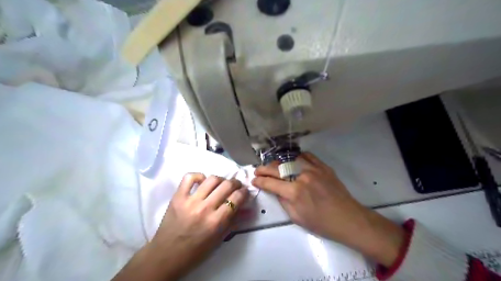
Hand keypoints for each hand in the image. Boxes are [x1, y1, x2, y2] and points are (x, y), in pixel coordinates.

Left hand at [112, 173, 246, 280]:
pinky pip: (189, 177)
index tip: (244, 192)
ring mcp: (190, 201)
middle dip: (235, 183)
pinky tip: (202, 182)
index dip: (244, 192)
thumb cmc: (196, 250)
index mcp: (216, 222)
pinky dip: (199, 176)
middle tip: (235, 186)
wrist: (166, 255)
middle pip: (226, 185)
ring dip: (221, 179)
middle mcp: (205, 208)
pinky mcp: (177, 196)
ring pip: (212, 179)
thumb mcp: (219, 239)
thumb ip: (234, 221)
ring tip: (220, 184)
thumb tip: (249, 209)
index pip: (237, 198)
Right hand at [253, 153, 404, 265]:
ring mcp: (313, 169)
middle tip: (258, 171)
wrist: (348, 218)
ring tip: (273, 166)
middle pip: (277, 168)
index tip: (254, 180)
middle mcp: (302, 177)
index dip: (260, 181)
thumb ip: (283, 201)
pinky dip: (297, 157)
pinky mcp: (323, 166)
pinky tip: (292, 161)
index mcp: (294, 192)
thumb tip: (276, 190)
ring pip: (290, 159)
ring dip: (278, 162)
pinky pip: (307, 156)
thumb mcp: (297, 217)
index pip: (271, 183)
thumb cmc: (321, 223)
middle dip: (264, 169)